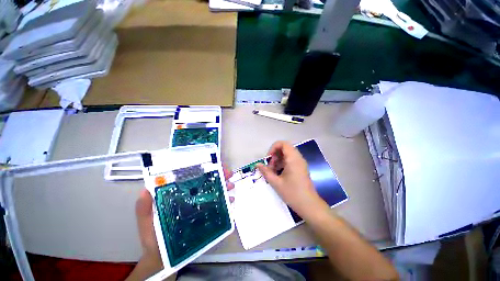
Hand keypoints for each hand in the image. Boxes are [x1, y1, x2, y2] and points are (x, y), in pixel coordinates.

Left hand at [130, 166, 233, 279]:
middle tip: (227, 173)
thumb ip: (144, 207)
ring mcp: (200, 207)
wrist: (162, 258)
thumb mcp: (146, 221)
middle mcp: (191, 197)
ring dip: (224, 186)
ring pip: (214, 192)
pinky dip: (226, 202)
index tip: (213, 165)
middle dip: (218, 175)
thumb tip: (147, 188)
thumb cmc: (154, 237)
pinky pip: (218, 207)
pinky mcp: (206, 216)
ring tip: (230, 185)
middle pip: (207, 182)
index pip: (192, 177)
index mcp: (179, 194)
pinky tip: (231, 201)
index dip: (202, 169)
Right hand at [256, 141, 327, 219]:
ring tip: (273, 170)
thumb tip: (257, 164)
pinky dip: (283, 163)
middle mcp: (298, 158)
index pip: (283, 144)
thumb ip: (266, 172)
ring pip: (287, 154)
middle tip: (270, 166)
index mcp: (293, 159)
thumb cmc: (293, 193)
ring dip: (278, 159)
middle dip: (275, 155)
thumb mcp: (276, 183)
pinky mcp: (301, 168)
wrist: (309, 205)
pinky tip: (279, 173)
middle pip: (285, 148)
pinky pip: (290, 160)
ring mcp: (300, 163)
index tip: (268, 158)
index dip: (273, 148)